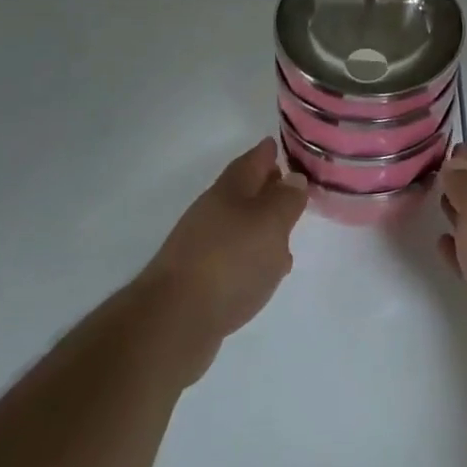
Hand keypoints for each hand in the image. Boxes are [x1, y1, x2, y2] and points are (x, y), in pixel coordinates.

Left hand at [138, 139, 305, 382]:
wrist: (173, 322)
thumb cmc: (230, 260)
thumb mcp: (270, 223)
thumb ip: (286, 200)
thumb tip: (293, 179)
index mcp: (229, 190)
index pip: (252, 161)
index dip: (267, 152)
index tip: (278, 144)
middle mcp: (212, 212)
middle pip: (243, 192)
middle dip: (265, 187)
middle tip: (288, 186)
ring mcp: (202, 246)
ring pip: (238, 225)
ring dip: (260, 225)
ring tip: (285, 233)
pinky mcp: (200, 280)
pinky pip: (232, 257)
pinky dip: (251, 256)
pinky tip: (264, 272)